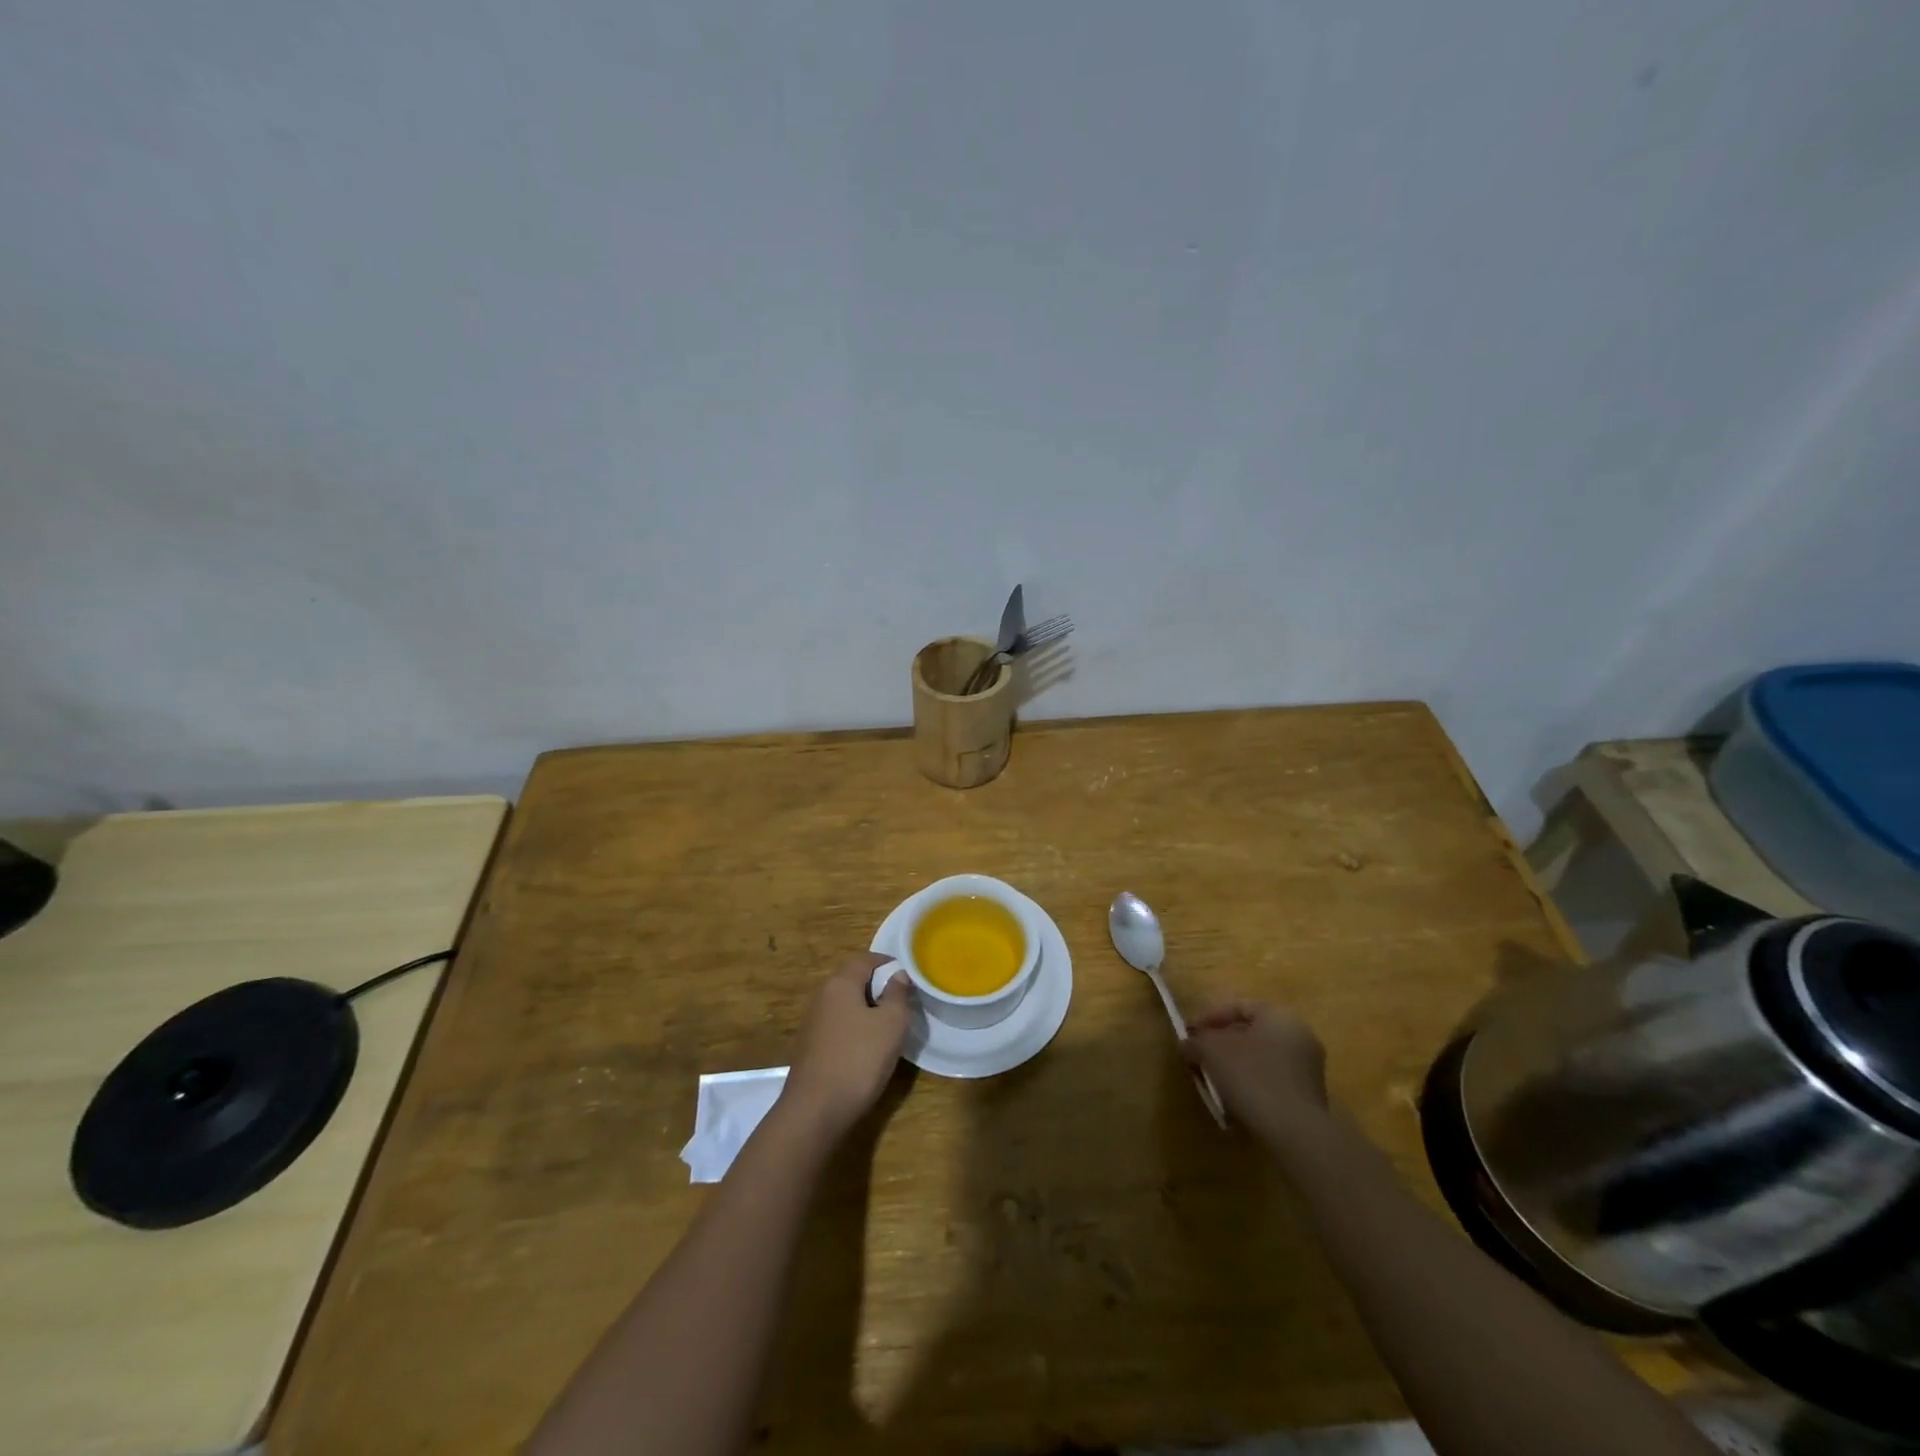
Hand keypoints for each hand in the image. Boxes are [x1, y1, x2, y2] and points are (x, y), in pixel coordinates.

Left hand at [783, 952, 911, 1139]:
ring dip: (867, 1010)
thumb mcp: (891, 1024)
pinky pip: (839, 1025)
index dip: (887, 963)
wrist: (815, 1110)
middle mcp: (822, 996)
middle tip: (903, 1003)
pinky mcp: (811, 1047)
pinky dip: (856, 1028)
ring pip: (846, 1005)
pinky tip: (868, 1049)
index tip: (908, 976)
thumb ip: (897, 995)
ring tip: (889, 1027)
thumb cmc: (859, 1059)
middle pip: (853, 980)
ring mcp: (813, 1023)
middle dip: (878, 987)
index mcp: (840, 984)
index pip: (865, 959)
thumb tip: (898, 975)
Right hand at [1183, 1000, 1327, 1144]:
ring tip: (1212, 1084)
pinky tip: (1233, 1104)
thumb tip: (1187, 1045)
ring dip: (1234, 1069)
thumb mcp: (1211, 1051)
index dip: (1207, 1018)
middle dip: (1220, 1046)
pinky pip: (1271, 1083)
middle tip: (1199, 1058)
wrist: (1295, 1133)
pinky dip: (1250, 1088)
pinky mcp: (1309, 1098)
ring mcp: (1308, 1069)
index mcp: (1279, 1016)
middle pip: (1249, 1034)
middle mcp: (1299, 1036)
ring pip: (1260, 1060)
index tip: (1188, 1034)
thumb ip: (1195, 1042)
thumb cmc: (1252, 1077)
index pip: (1237, 1007)